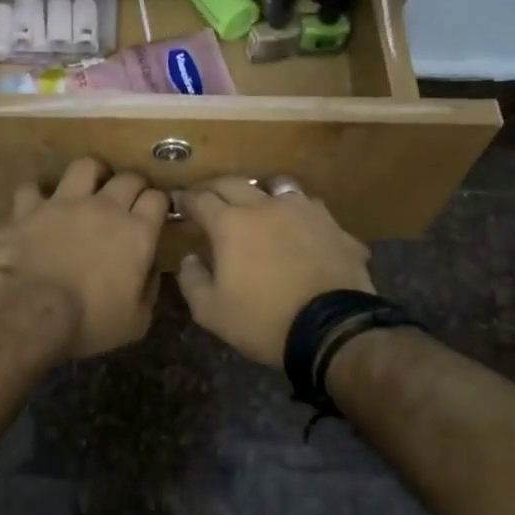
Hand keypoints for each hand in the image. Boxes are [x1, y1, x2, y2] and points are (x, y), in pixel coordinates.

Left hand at [0, 158, 169, 358]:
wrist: (27, 312)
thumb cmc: (88, 321)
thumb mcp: (135, 321)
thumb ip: (147, 289)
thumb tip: (149, 270)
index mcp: (134, 233)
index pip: (157, 200)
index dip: (159, 203)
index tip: (156, 211)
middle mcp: (100, 207)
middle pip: (126, 178)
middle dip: (131, 184)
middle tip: (128, 197)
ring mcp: (58, 203)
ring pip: (80, 167)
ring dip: (86, 174)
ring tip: (84, 186)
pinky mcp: (24, 211)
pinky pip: (24, 193)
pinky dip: (24, 204)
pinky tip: (23, 215)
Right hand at [177, 178, 373, 365]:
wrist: (333, 332)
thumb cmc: (264, 321)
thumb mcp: (211, 312)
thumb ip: (192, 280)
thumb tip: (190, 258)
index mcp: (231, 224)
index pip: (200, 199)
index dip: (186, 200)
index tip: (179, 203)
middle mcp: (266, 206)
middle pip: (234, 183)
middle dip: (215, 188)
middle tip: (207, 199)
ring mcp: (305, 212)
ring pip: (277, 186)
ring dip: (260, 192)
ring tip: (257, 206)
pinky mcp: (334, 226)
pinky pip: (310, 209)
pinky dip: (297, 214)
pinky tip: (298, 229)